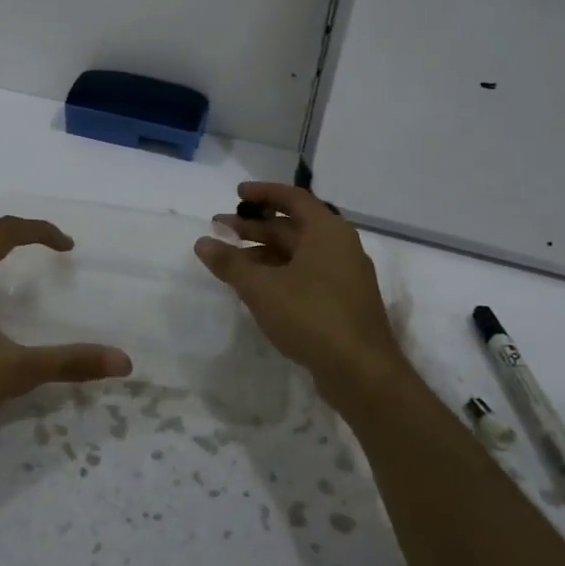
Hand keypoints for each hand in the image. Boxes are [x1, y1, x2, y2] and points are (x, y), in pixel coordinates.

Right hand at [194, 182, 409, 392]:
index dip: (263, 193)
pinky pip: (306, 274)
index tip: (236, 194)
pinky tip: (257, 287)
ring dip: (264, 252)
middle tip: (220, 227)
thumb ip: (230, 263)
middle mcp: (339, 246)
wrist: (361, 372)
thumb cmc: (312, 317)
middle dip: (255, 226)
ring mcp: (344, 276)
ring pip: (298, 253)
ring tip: (230, 260)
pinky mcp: (342, 301)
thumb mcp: (262, 288)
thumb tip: (203, 242)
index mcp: (327, 231)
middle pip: (293, 226)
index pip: (293, 198)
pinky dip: (279, 272)